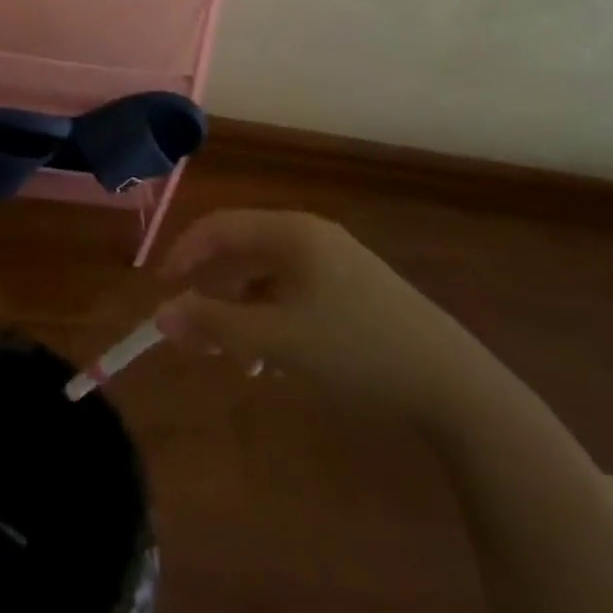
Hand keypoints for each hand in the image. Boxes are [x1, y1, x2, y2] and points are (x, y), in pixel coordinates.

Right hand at [154, 208, 494, 427]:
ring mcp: (337, 262)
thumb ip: (213, 325)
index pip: (219, 226)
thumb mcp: (276, 339)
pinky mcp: (354, 290)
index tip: (159, 289)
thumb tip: (159, 314)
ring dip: (238, 308)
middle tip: (188, 329)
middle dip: (209, 288)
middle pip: (241, 250)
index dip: (183, 253)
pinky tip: (270, 357)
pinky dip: (269, 317)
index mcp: (291, 231)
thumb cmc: (356, 350)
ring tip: (228, 354)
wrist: (454, 386)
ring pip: (266, 275)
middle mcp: (311, 235)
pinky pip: (292, 292)